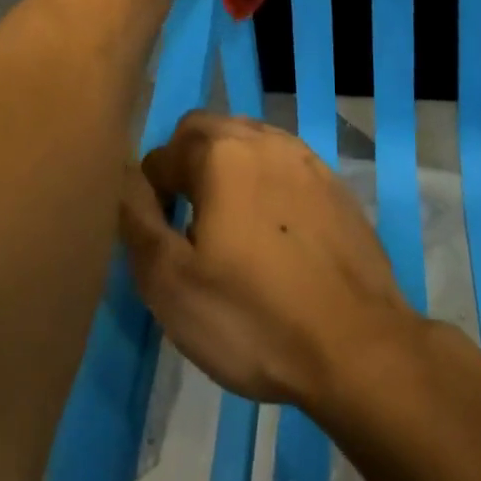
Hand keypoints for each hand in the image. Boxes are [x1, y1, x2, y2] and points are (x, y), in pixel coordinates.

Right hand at [119, 112, 417, 407]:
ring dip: (228, 172)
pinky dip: (267, 186)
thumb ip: (135, 218)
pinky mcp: (336, 186)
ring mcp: (307, 159)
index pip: (163, 154)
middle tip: (189, 227)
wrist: (359, 348)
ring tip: (231, 230)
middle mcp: (265, 138)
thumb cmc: (254, 317)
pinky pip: (285, 168)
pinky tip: (275, 237)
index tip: (161, 241)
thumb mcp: (170, 282)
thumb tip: (121, 175)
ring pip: (249, 144)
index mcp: (221, 152)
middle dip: (187, 167)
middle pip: (207, 132)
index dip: (151, 196)